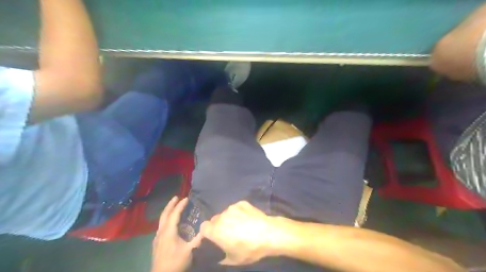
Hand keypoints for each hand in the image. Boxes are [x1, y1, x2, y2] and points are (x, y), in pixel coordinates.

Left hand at [153, 197, 202, 271]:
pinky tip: (169, 222)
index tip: (186, 198)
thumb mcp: (190, 250)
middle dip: (170, 205)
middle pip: (164, 214)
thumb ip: (199, 238)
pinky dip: (166, 219)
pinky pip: (161, 225)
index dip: (180, 205)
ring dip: (167, 211)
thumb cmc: (176, 262)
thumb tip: (207, 227)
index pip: (174, 214)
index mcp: (169, 232)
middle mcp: (161, 232)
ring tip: (173, 206)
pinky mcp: (157, 243)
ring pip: (161, 220)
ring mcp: (157, 237)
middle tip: (176, 197)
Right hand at [199, 202, 281, 265]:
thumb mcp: (233, 260)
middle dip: (217, 226)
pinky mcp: (242, 203)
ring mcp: (232, 207)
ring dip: (228, 219)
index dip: (205, 233)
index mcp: (215, 230)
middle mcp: (221, 216)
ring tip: (239, 225)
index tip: (211, 239)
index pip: (203, 228)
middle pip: (214, 220)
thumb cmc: (249, 249)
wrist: (268, 233)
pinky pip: (236, 208)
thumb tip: (219, 257)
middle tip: (227, 234)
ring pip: (225, 213)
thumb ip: (221, 257)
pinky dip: (238, 213)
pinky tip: (247, 218)